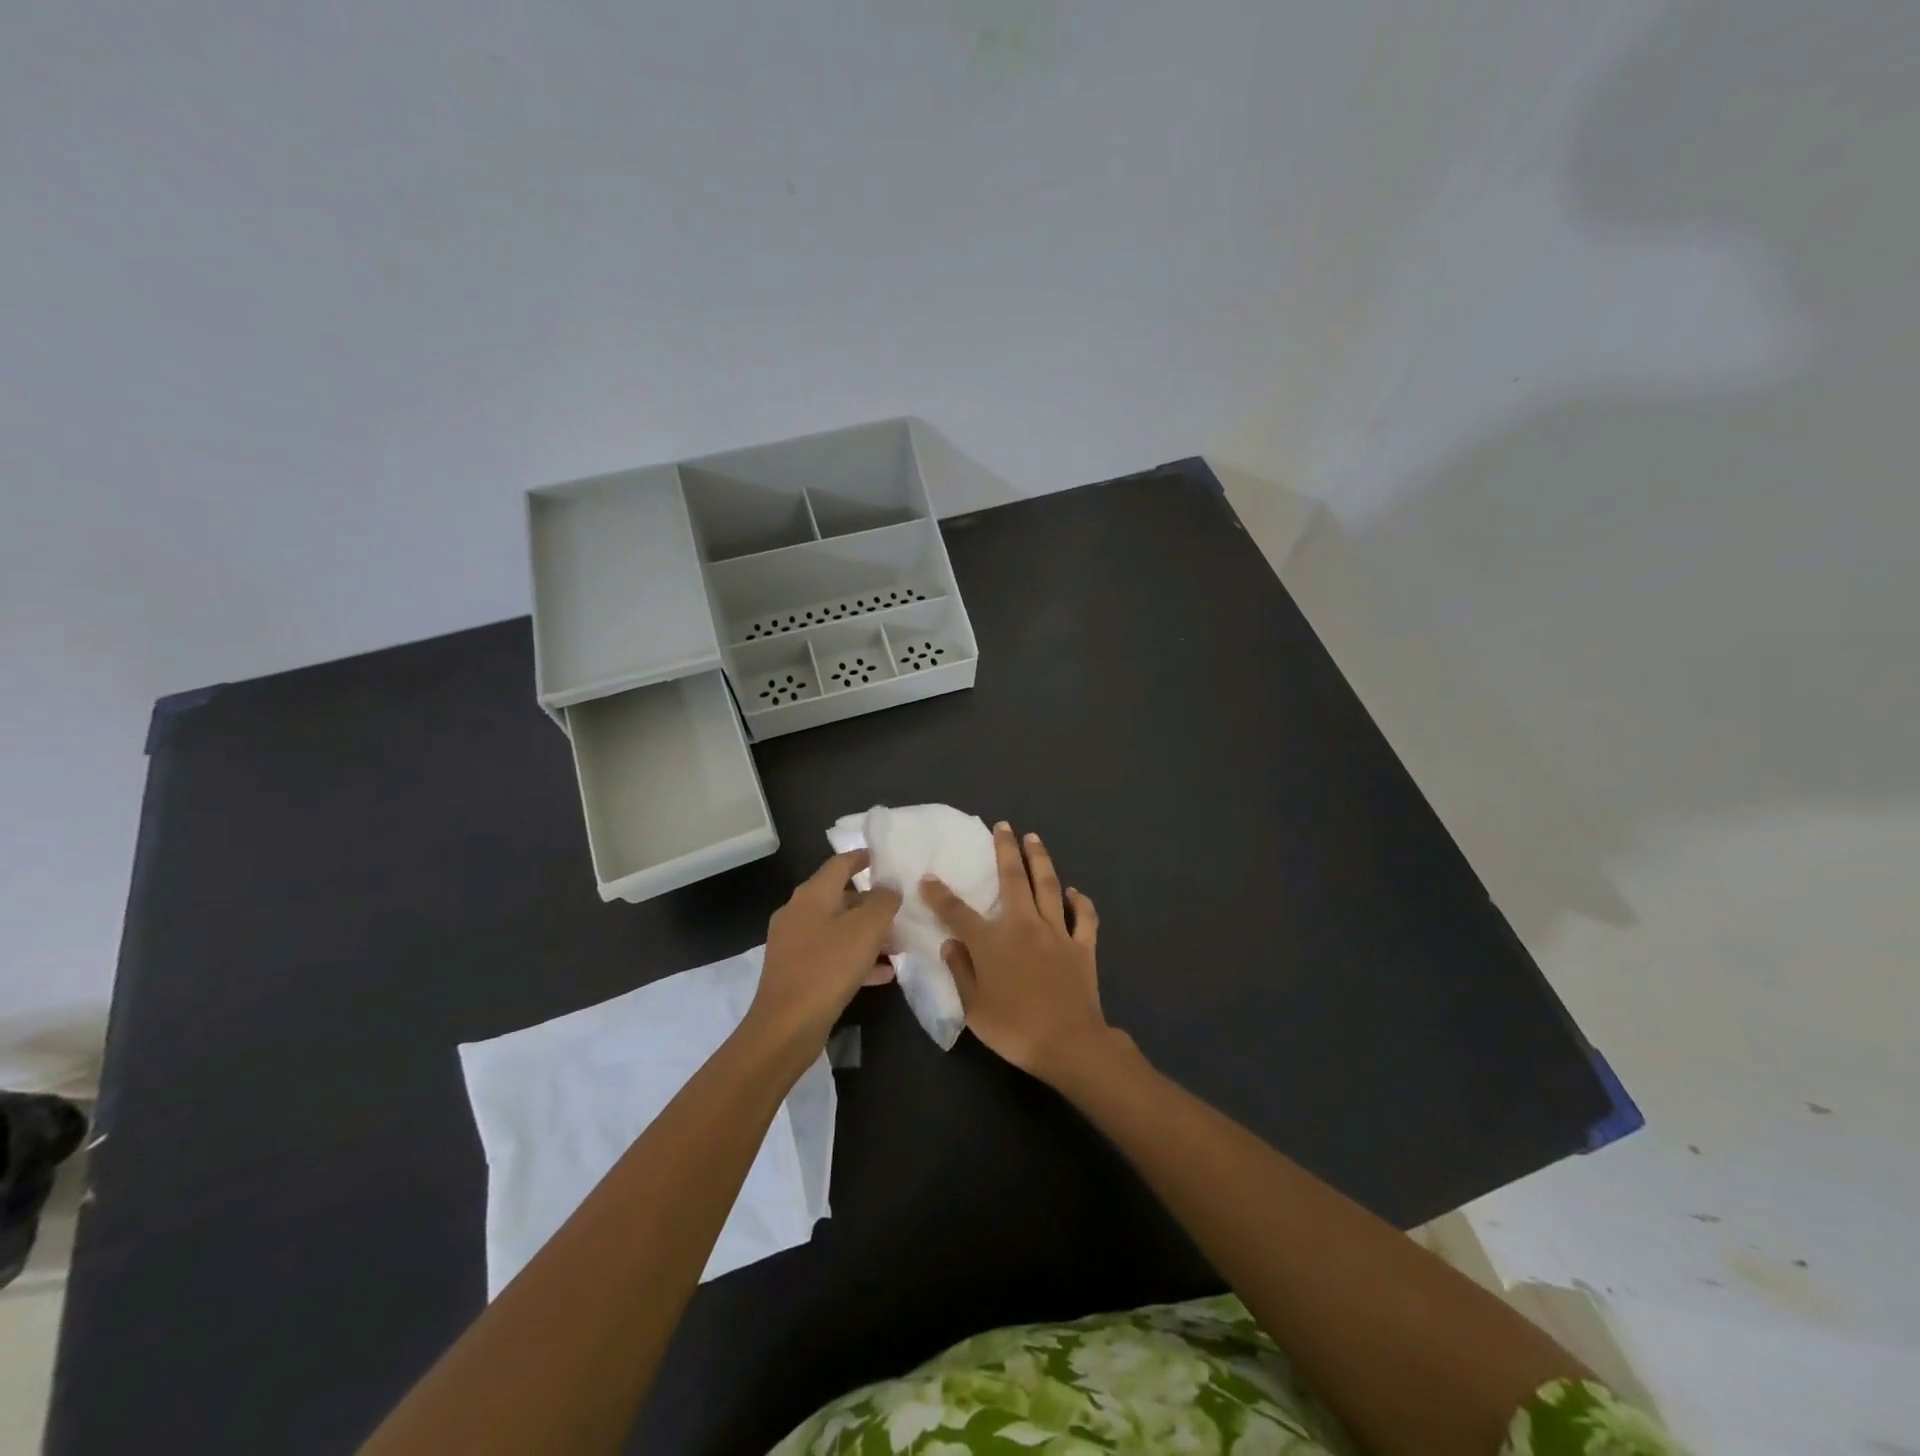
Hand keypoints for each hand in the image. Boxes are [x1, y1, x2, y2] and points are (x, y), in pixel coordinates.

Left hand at [749, 850, 901, 1054]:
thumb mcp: (867, 929)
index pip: (839, 864)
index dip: (861, 858)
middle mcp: (798, 913)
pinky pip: (831, 956)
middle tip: (900, 909)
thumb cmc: (828, 967)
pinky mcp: (796, 972)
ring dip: (867, 934)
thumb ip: (883, 901)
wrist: (786, 1026)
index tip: (882, 858)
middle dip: (871, 903)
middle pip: (839, 897)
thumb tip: (889, 888)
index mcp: (811, 894)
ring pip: (837, 929)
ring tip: (898, 944)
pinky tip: (883, 974)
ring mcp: (794, 944)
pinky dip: (856, 959)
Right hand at [922, 823, 1108, 1081]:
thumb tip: (951, 942)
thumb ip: (961, 971)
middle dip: (1005, 850)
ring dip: (1040, 859)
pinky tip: (1075, 891)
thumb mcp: (974, 1008)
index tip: (928, 878)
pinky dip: (1080, 902)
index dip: (940, 894)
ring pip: (1048, 886)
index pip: (958, 911)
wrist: (1069, 1043)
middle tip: (1002, 827)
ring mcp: (1057, 932)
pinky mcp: (1082, 945)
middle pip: (1013, 879)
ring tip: (1033, 838)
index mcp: (992, 941)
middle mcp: (1024, 925)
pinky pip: (1084, 917)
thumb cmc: (1014, 1028)